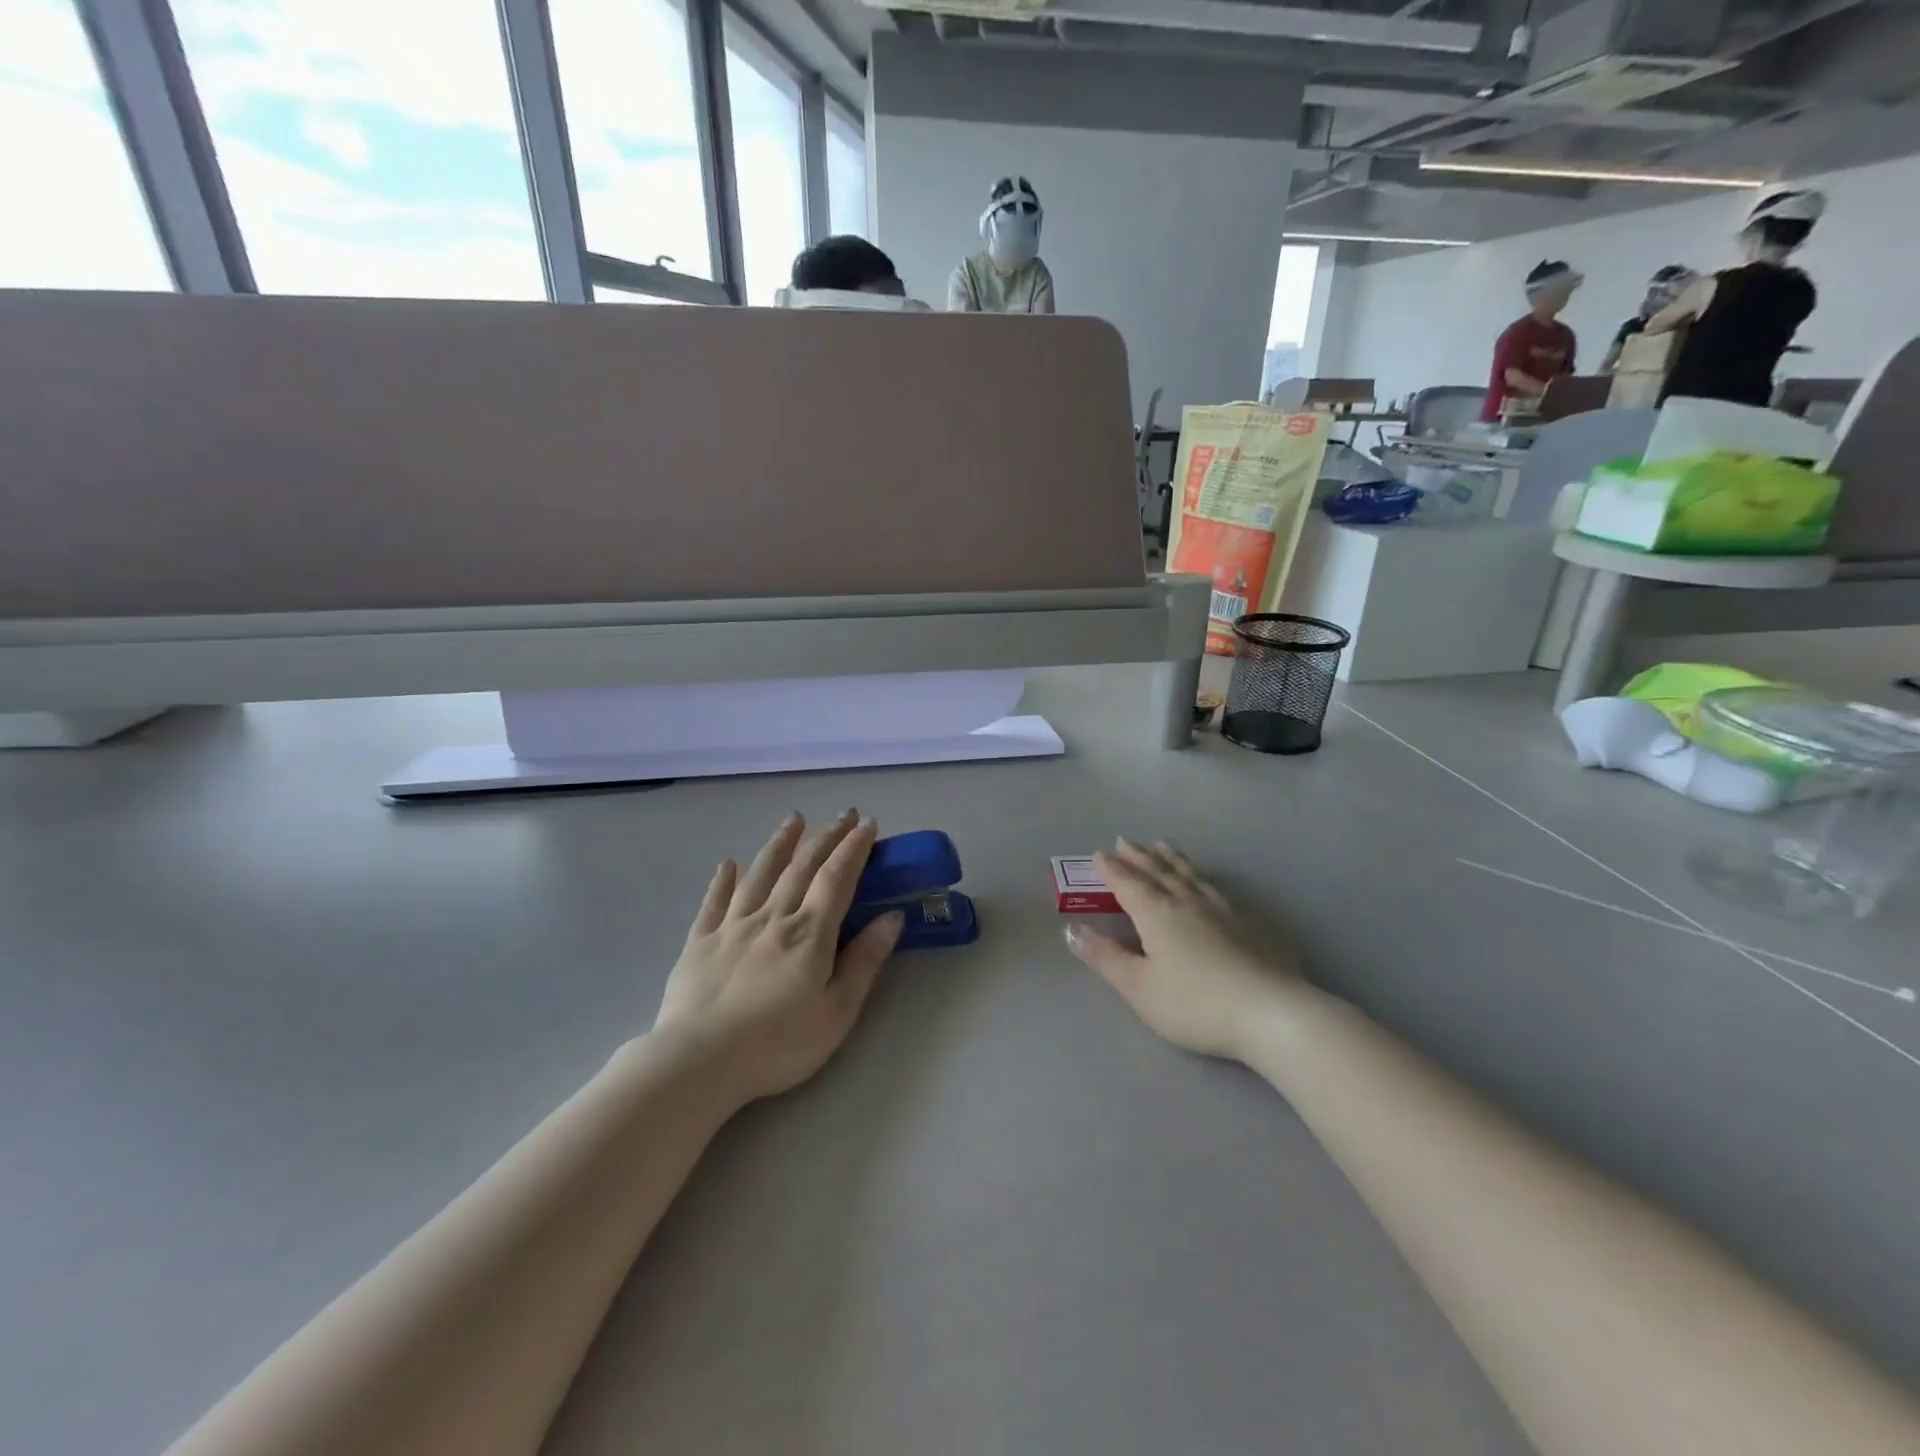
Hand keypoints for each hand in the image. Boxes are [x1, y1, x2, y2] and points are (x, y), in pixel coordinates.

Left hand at [654, 811, 900, 1104]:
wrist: (699, 1061)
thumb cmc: (778, 1043)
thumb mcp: (837, 1011)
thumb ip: (864, 961)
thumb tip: (892, 917)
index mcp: (810, 932)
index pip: (837, 877)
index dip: (854, 848)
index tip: (868, 824)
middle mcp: (773, 917)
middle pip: (802, 866)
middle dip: (826, 837)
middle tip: (843, 814)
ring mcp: (733, 925)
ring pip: (760, 873)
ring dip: (780, 843)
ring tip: (794, 819)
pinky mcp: (700, 941)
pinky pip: (715, 901)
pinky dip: (724, 879)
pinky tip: (729, 863)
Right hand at [1066, 839, 1303, 1061]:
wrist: (1270, 1012)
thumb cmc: (1194, 1003)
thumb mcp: (1138, 986)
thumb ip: (1104, 957)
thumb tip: (1071, 929)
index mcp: (1156, 913)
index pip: (1128, 884)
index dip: (1112, 870)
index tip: (1099, 854)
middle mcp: (1187, 902)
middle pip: (1158, 872)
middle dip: (1139, 857)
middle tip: (1125, 841)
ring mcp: (1221, 909)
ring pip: (1190, 874)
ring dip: (1172, 858)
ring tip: (1163, 845)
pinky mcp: (1248, 923)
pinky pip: (1216, 887)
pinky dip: (1202, 876)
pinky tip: (1207, 880)